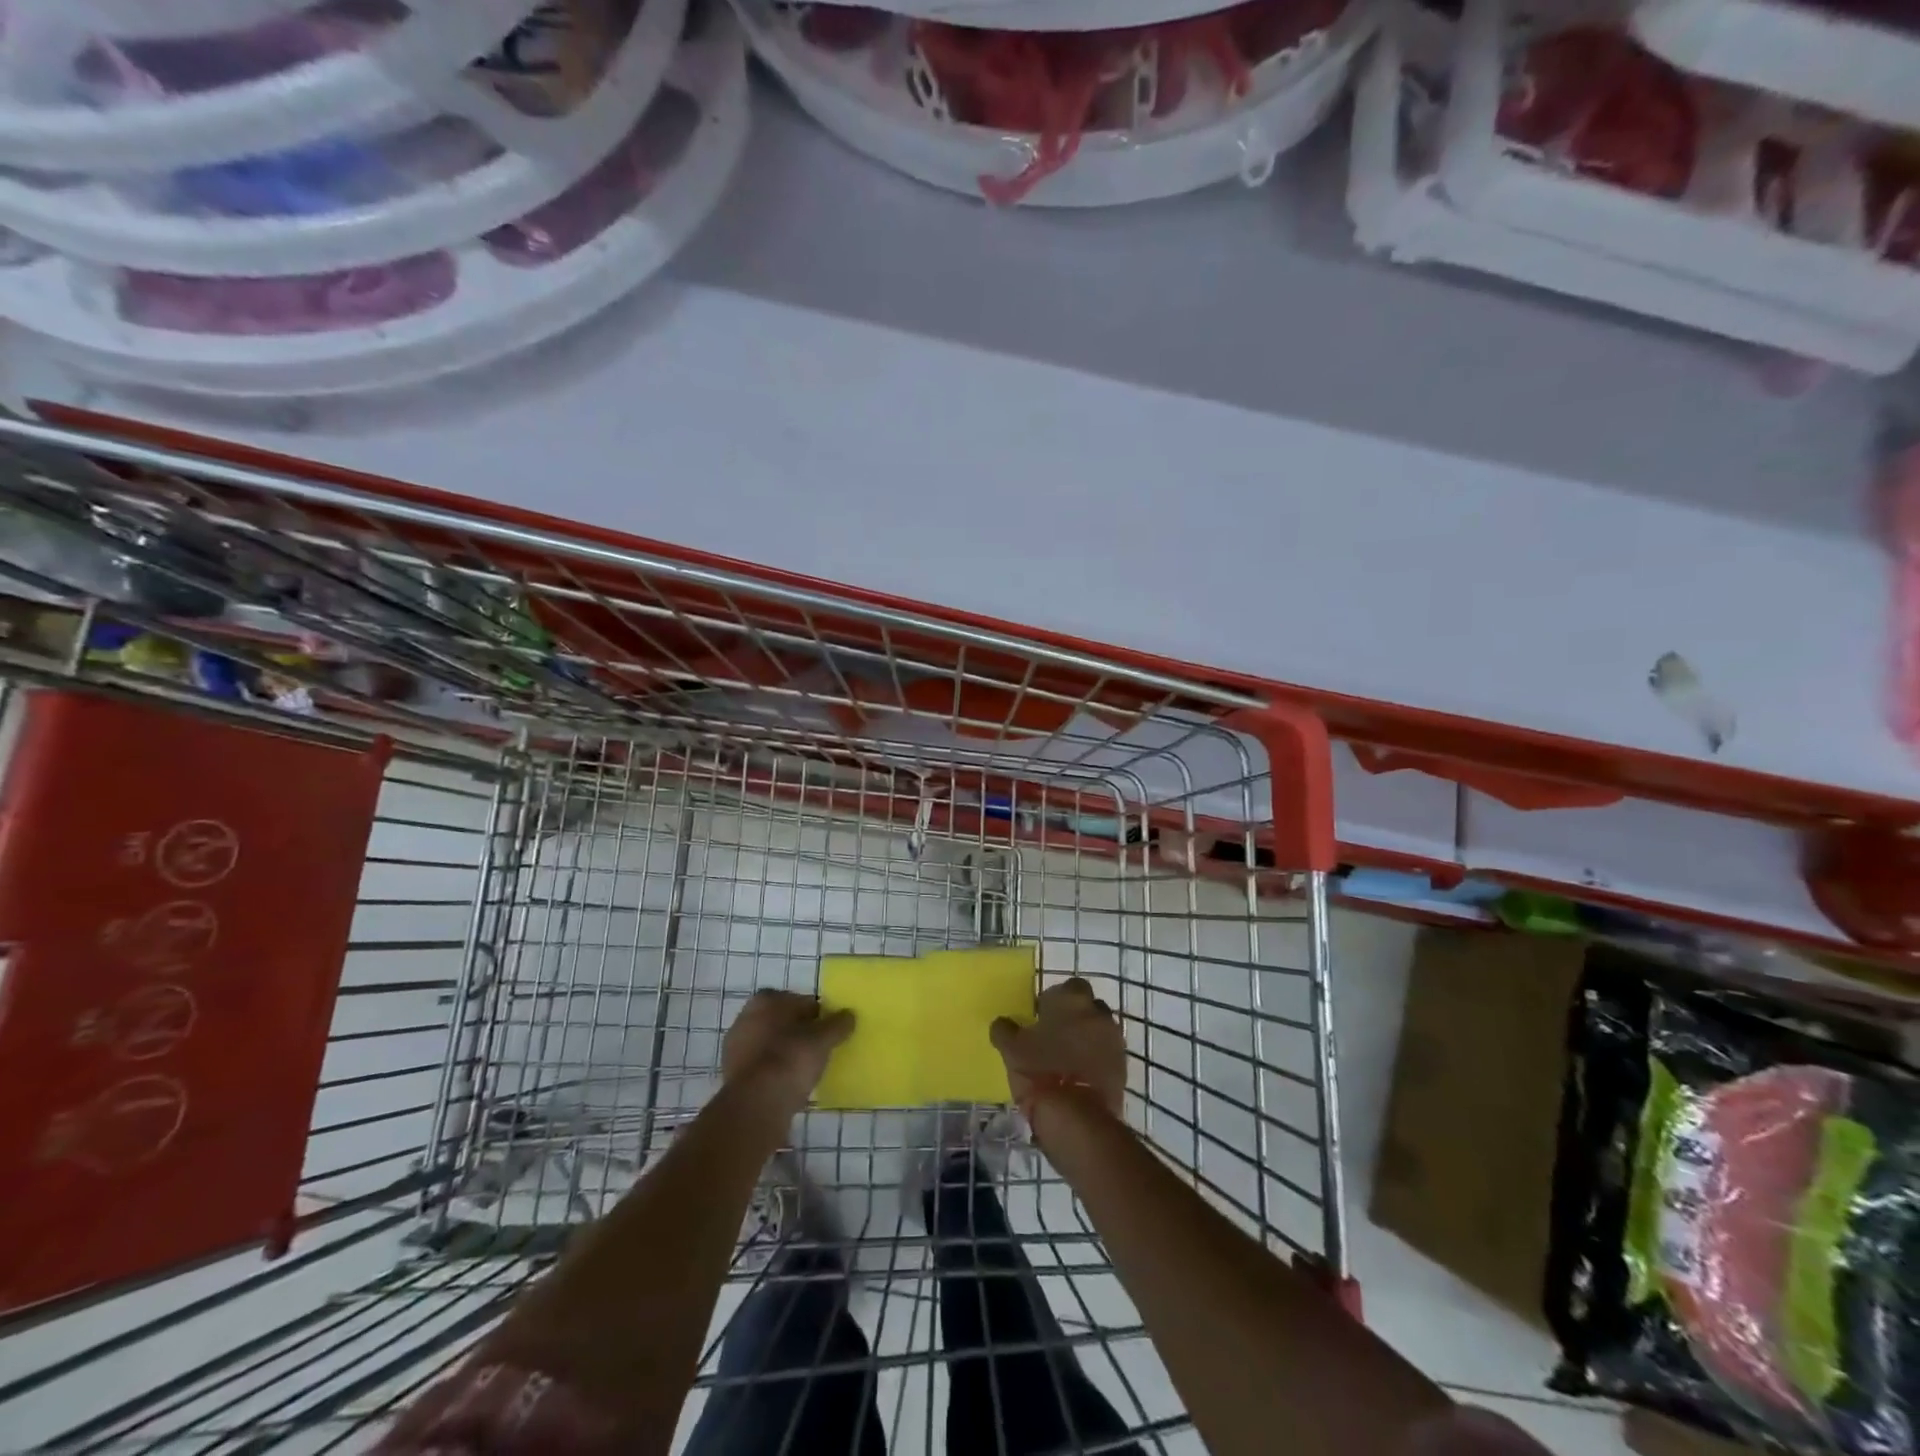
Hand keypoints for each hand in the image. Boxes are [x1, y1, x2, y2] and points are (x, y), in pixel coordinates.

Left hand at [721, 990, 854, 1114]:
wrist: (755, 1105)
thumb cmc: (790, 1059)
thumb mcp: (823, 1039)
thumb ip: (838, 1024)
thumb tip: (849, 1015)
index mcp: (766, 1000)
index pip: (802, 1001)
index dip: (818, 1015)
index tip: (830, 1032)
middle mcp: (746, 1017)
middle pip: (783, 1022)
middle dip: (800, 1033)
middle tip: (819, 1050)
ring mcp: (736, 1047)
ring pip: (770, 1045)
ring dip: (786, 1053)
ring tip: (806, 1071)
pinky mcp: (732, 1074)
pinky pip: (762, 1067)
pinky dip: (774, 1072)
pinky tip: (788, 1085)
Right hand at [990, 976, 1126, 1118]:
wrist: (1076, 1114)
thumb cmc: (1040, 1070)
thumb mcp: (1010, 1048)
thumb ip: (1005, 1029)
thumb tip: (1002, 1024)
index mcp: (1071, 998)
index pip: (1066, 987)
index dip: (1054, 1001)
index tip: (1042, 1018)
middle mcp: (1097, 1011)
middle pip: (1087, 1006)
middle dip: (1075, 1016)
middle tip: (1056, 1036)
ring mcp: (1114, 1038)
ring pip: (1099, 1029)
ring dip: (1087, 1037)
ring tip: (1068, 1058)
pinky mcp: (1123, 1065)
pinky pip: (1107, 1053)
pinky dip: (1096, 1059)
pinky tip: (1080, 1074)